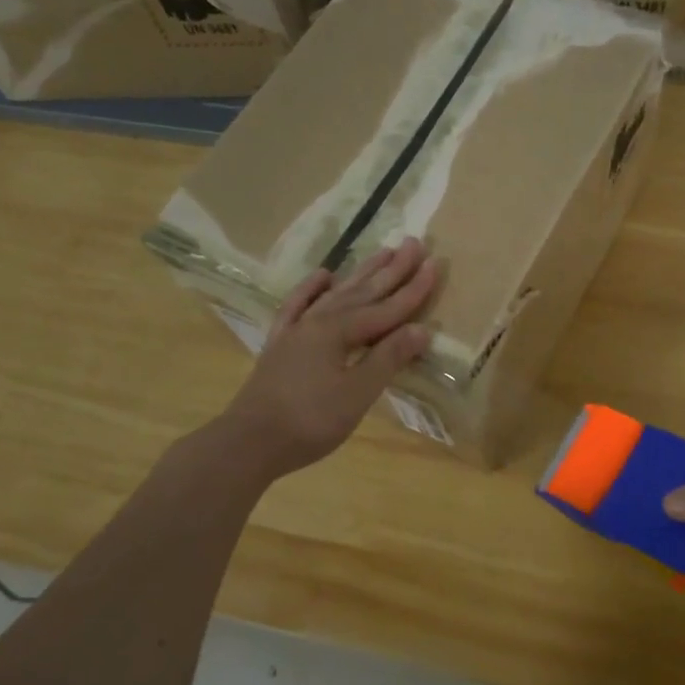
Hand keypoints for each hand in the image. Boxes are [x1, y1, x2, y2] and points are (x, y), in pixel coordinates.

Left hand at [220, 239, 438, 476]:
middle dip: (391, 270)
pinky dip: (311, 289)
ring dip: (360, 274)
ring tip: (382, 253)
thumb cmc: (310, 422)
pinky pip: (298, 305)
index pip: (386, 308)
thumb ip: (388, 359)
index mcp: (339, 331)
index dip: (413, 290)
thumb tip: (421, 329)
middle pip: (362, 292)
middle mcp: (318, 321)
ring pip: (335, 293)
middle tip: (413, 243)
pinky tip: (323, 276)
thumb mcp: (357, 394)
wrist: (249, 441)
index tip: (434, 264)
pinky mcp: (280, 343)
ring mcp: (296, 330)